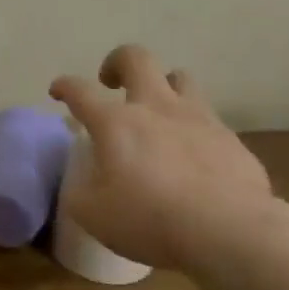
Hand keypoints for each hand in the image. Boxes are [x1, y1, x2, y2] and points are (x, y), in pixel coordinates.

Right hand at [49, 44, 277, 271]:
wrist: (230, 231)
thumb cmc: (150, 219)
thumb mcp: (93, 215)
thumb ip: (81, 192)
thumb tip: (83, 184)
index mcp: (115, 122)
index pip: (80, 90)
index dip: (64, 86)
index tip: (58, 91)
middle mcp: (155, 107)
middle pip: (136, 58)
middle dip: (118, 62)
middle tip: (111, 83)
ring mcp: (197, 118)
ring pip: (181, 77)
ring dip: (164, 85)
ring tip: (158, 110)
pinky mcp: (230, 139)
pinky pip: (208, 118)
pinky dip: (194, 127)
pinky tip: (193, 154)